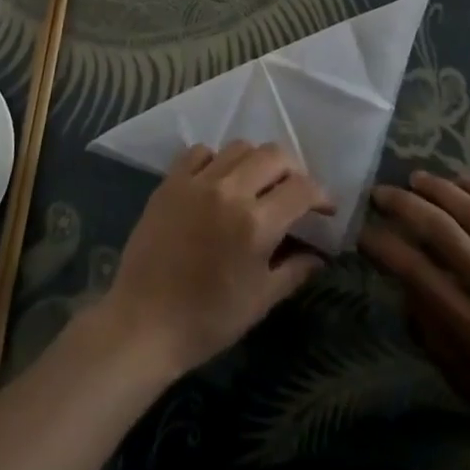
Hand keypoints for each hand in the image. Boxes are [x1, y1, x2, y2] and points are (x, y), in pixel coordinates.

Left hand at [100, 141, 332, 377]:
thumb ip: (294, 270)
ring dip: (257, 161)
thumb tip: (320, 254)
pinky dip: (216, 160)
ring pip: (239, 147)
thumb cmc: (208, 320)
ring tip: (257, 183)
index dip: (320, 195)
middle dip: (293, 170)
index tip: (325, 208)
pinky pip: (200, 152)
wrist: (144, 322)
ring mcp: (197, 181)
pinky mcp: (171, 181)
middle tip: (294, 191)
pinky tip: (218, 181)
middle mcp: (230, 191)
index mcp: (256, 223)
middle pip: (274, 155)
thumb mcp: (260, 301)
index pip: (301, 189)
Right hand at [360, 170, 469, 469]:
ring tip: (417, 178)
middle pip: (440, 229)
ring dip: (440, 189)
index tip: (365, 232)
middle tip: (382, 193)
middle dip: (403, 204)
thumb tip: (407, 298)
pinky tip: (465, 180)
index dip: (383, 246)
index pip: (414, 270)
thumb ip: (435, 342)